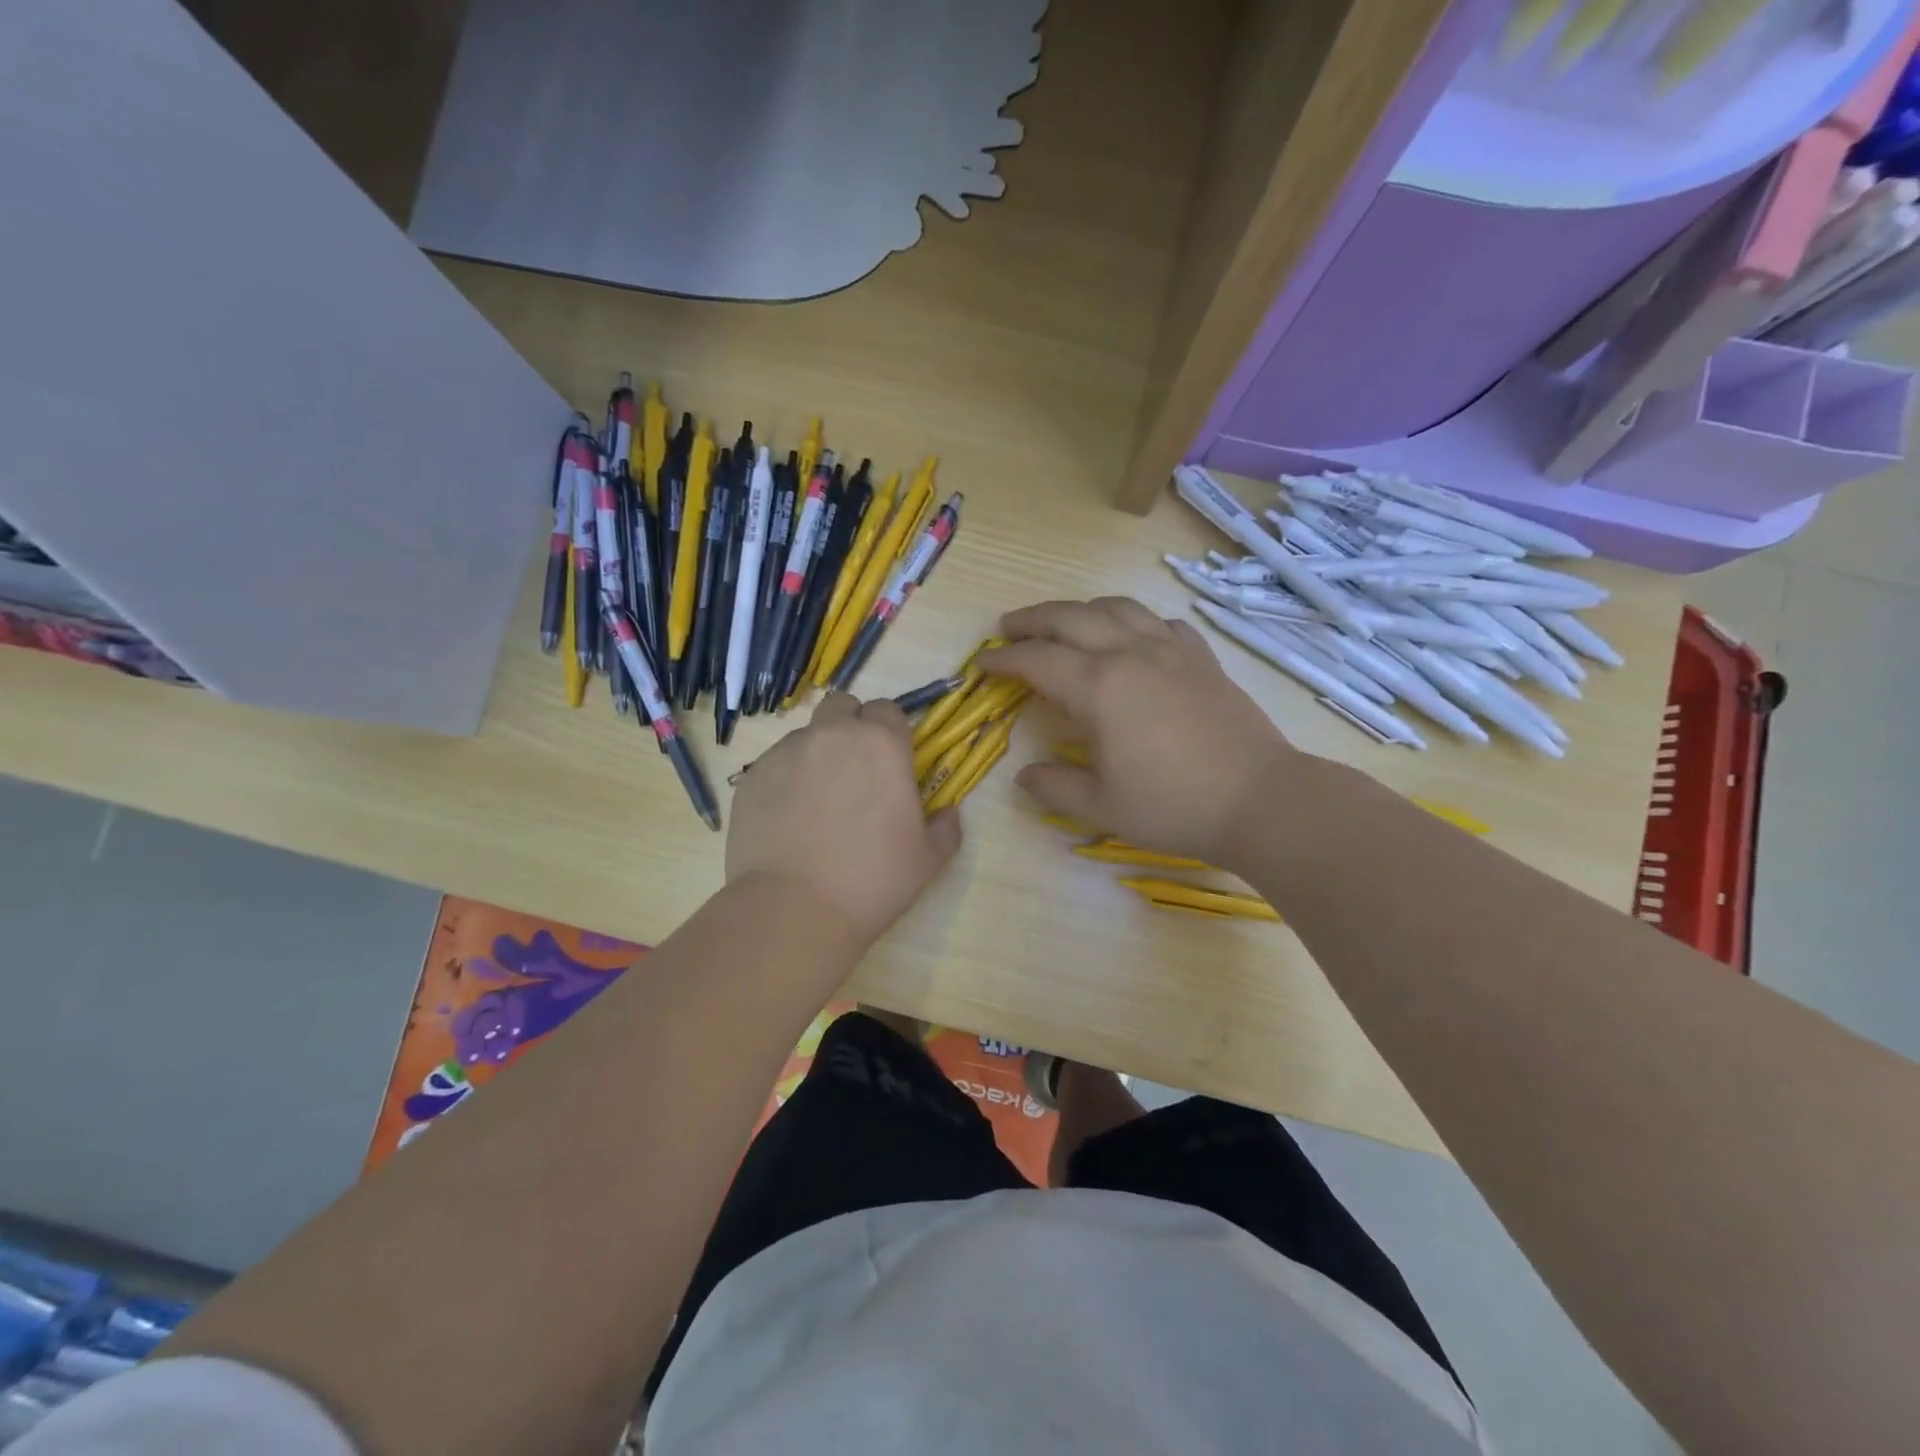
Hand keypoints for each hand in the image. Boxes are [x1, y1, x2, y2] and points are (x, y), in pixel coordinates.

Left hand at [726, 693, 961, 947]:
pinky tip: (788, 820)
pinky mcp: (751, 777)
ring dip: (817, 754)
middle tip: (855, 770)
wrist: (793, 909)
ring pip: (806, 735)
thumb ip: (944, 828)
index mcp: (881, 744)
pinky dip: (785, 780)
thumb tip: (947, 814)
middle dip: (850, 726)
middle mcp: (832, 735)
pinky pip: (774, 764)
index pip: (888, 710)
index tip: (891, 762)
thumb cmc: (872, 880)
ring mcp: (786, 753)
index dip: (891, 732)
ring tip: (817, 802)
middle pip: (842, 706)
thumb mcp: (926, 860)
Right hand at [981, 598, 1297, 866]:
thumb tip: (1026, 775)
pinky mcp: (1202, 658)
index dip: (1004, 660)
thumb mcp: (1101, 807)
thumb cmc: (1173, 805)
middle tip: (1007, 628)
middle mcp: (1130, 653)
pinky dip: (1134, 621)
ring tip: (1065, 622)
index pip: (1037, 660)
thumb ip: (1054, 787)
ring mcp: (1171, 650)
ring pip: (1117, 607)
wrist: (1259, 800)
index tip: (982, 664)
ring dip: (1081, 609)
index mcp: (1099, 686)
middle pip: (1070, 618)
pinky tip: (1133, 637)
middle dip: (1032, 619)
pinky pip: (1160, 622)